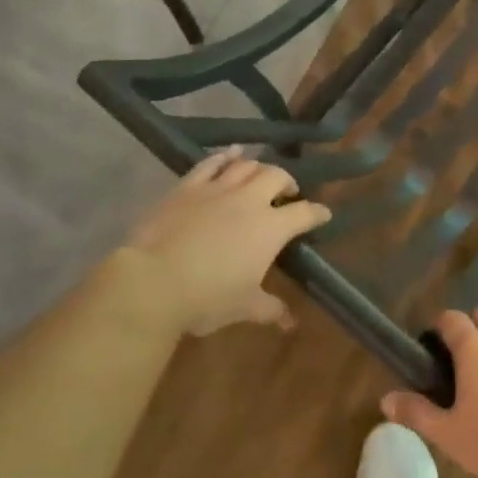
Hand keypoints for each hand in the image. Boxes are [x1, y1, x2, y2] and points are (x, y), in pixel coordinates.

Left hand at [121, 147, 330, 337]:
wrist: (153, 280)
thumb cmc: (207, 297)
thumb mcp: (244, 307)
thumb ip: (270, 309)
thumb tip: (290, 323)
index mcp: (271, 228)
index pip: (304, 213)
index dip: (317, 213)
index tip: (323, 214)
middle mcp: (250, 200)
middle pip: (277, 176)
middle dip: (287, 182)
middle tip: (287, 193)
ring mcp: (218, 188)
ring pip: (246, 165)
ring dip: (258, 167)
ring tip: (260, 174)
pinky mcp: (188, 186)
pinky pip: (211, 163)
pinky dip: (224, 156)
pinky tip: (230, 154)